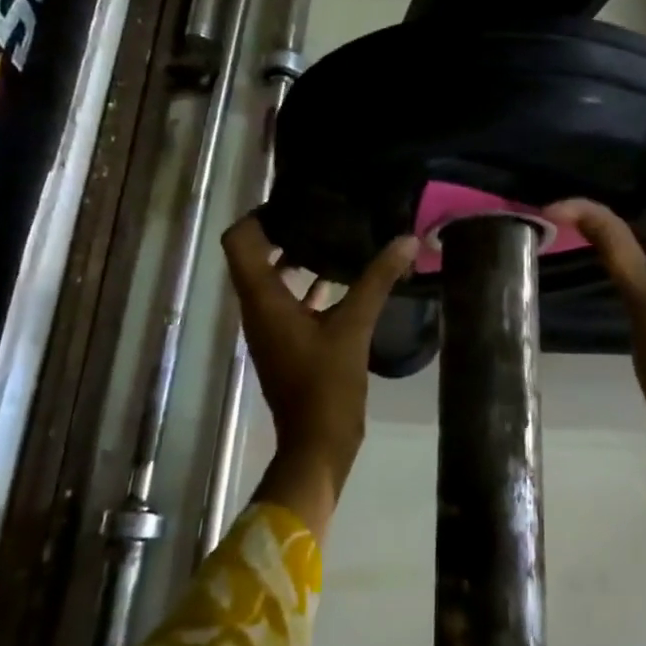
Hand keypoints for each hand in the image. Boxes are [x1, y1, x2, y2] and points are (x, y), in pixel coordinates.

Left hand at [221, 214, 419, 479]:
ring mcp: (270, 328)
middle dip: (283, 231)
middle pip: (255, 255)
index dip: (259, 215)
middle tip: (321, 212)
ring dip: (297, 258)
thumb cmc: (326, 384)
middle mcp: (257, 309)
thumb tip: (406, 239)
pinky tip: (342, 280)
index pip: (239, 241)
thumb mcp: (355, 327)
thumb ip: (378, 280)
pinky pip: (290, 302)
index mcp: (262, 300)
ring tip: (334, 237)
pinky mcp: (286, 343)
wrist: (317, 443)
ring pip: (273, 280)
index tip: (294, 202)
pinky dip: (308, 287)